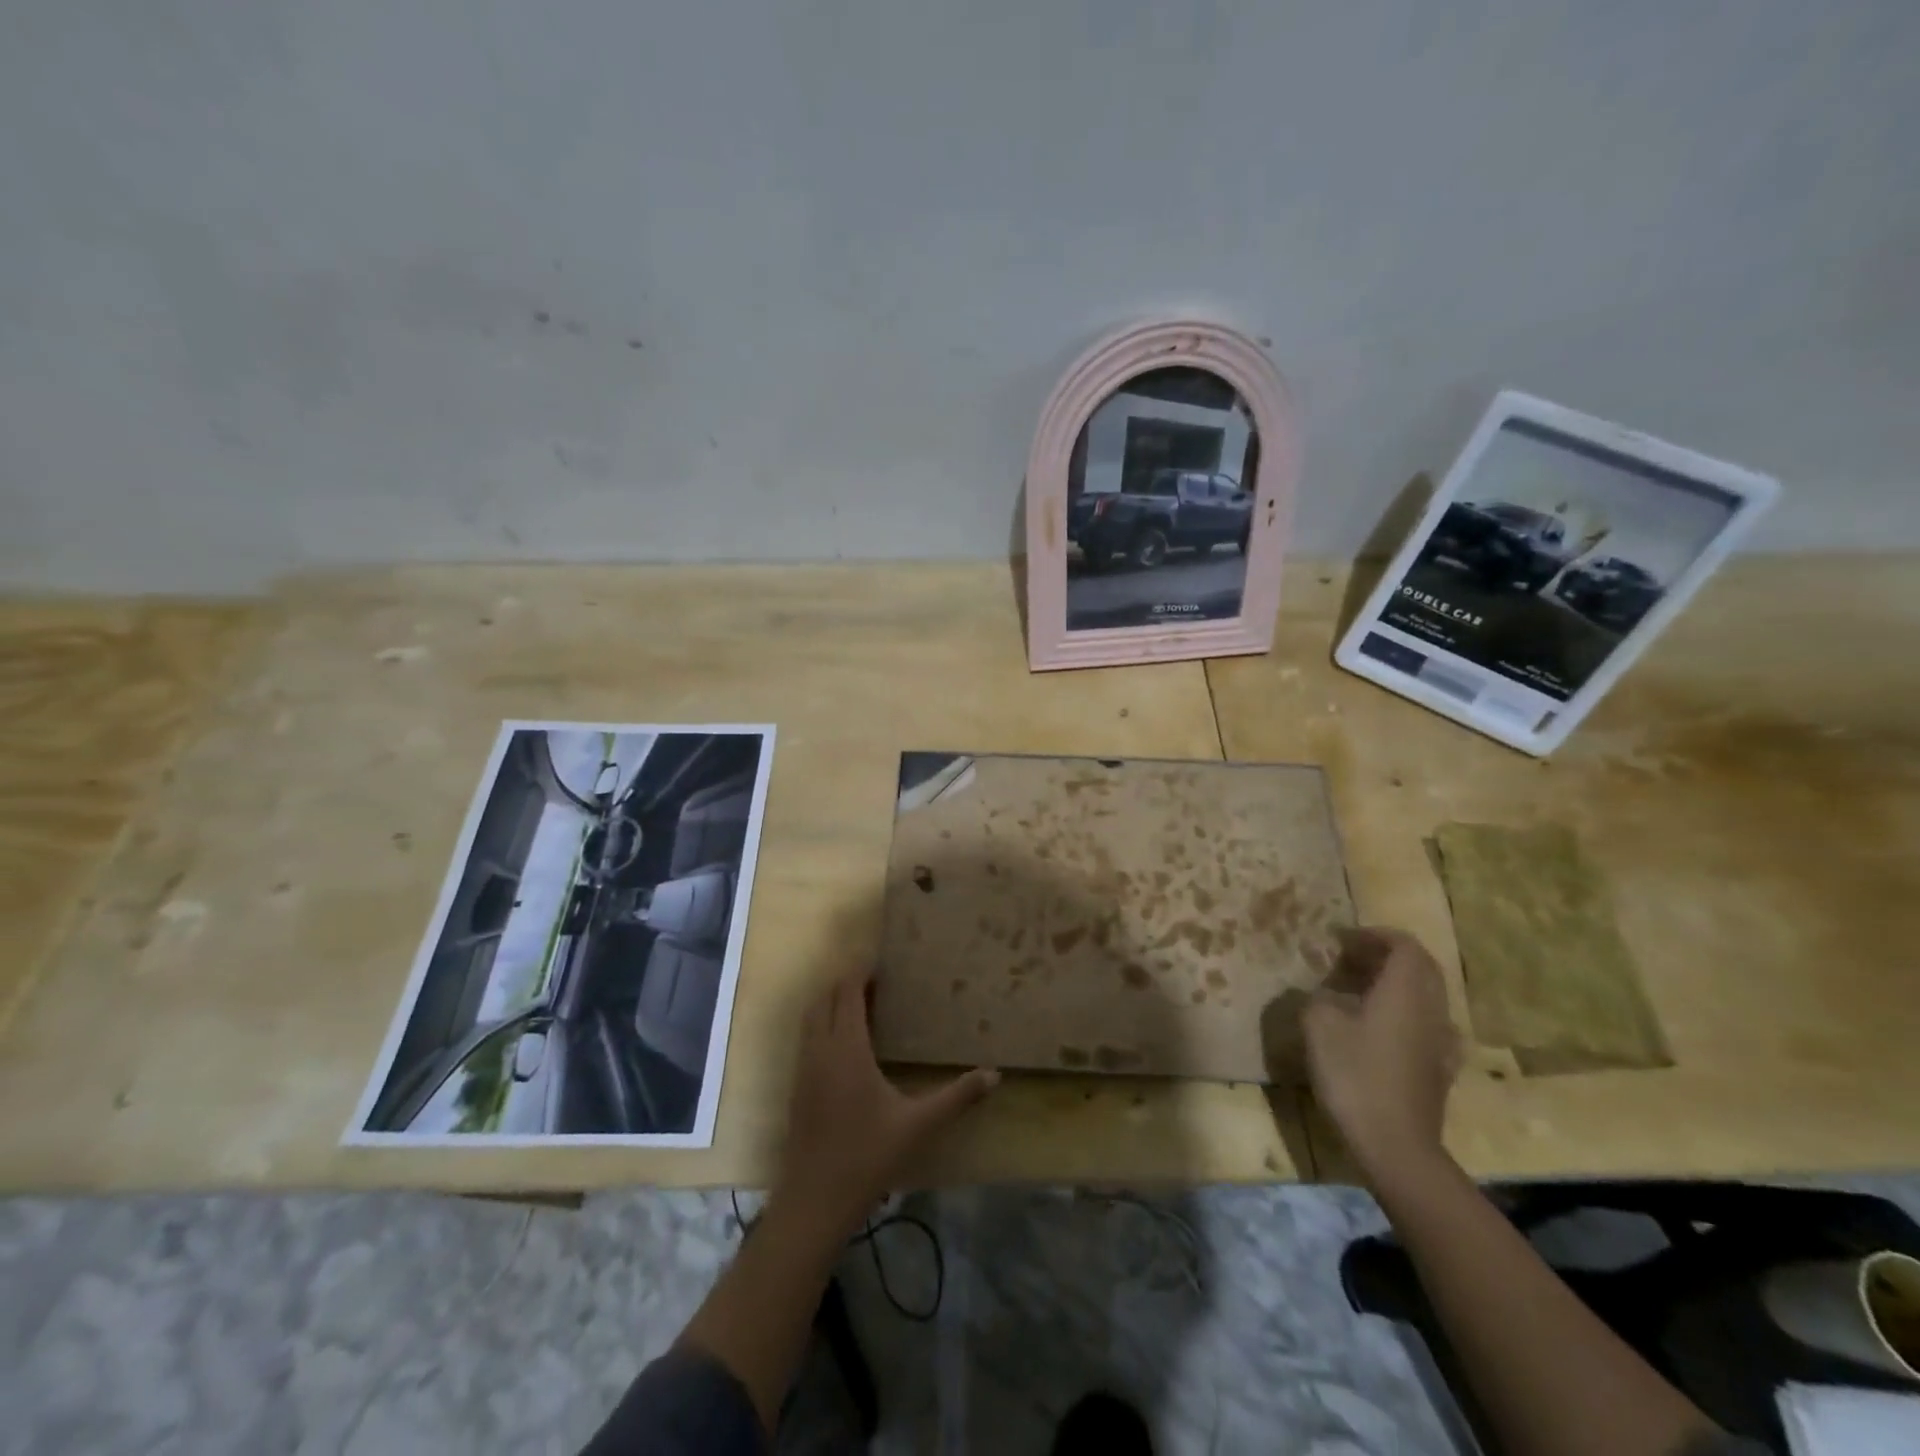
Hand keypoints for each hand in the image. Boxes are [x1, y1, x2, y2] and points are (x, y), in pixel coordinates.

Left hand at [773, 966, 998, 1237]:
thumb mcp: (918, 1125)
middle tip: (875, 980)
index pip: (846, 994)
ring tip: (861, 1003)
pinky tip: (845, 1044)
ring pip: (811, 1018)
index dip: (860, 973)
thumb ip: (957, 1097)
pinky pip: (807, 1039)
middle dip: (845, 983)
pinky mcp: (797, 1087)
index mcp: (847, 1049)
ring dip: (831, 1002)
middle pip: (824, 999)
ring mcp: (804, 1069)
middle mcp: (820, 1050)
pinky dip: (823, 1025)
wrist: (815, 1200)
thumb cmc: (868, 1156)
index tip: (881, 963)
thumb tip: (994, 1075)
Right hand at [1303, 927, 1460, 1179]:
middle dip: (1387, 956)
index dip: (1374, 935)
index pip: (1404, 945)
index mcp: (1405, 991)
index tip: (1343, 939)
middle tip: (1350, 960)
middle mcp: (1431, 1009)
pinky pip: (1426, 1025)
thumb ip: (1317, 998)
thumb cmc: (1355, 1075)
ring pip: (1425, 997)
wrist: (1396, 1145)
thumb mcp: (1319, 1026)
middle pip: (1421, 968)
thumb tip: (1321, 993)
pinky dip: (1404, 1014)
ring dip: (1395, 985)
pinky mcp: (1440, 1069)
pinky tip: (1380, 1030)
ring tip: (1359, 992)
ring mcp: (1441, 1042)